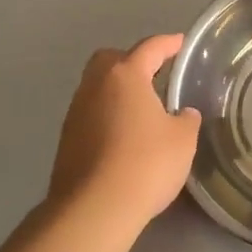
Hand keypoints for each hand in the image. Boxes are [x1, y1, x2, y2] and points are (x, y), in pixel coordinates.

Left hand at [48, 34, 201, 226]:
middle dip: (132, 61)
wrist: (94, 209)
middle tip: (154, 74)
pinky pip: (91, 114)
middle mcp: (94, 86)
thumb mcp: (182, 140)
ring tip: (142, 108)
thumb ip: (185, 120)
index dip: (168, 44)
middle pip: (111, 60)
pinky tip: (124, 136)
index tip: (180, 43)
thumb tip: (181, 114)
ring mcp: (75, 113)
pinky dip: (107, 116)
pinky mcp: (66, 140)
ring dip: (118, 91)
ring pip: (97, 88)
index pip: (149, 48)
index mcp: (125, 76)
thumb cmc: (146, 163)